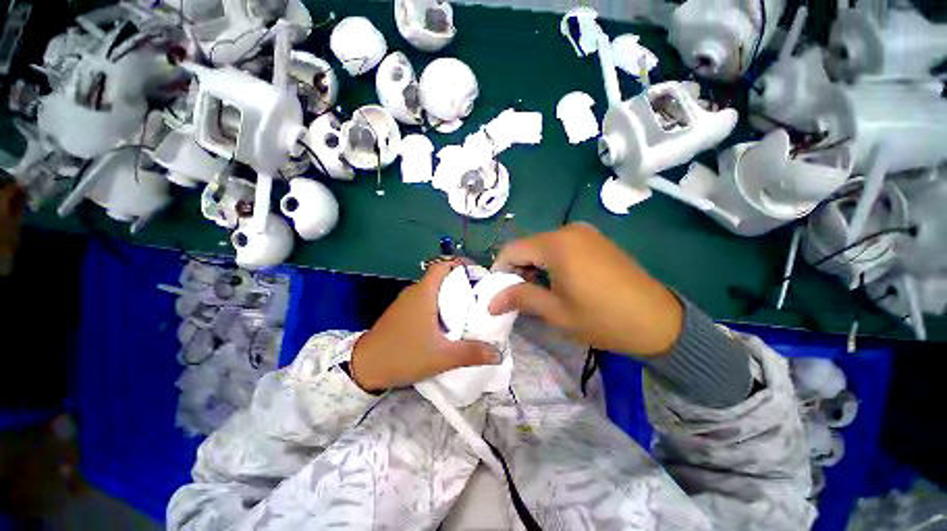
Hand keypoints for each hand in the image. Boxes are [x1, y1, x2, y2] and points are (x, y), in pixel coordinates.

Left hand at [350, 259, 499, 391]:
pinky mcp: (402, 313)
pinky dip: (439, 305)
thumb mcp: (441, 357)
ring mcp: (406, 302)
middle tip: (479, 297)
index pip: (443, 265)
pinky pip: (425, 301)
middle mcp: (415, 292)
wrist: (364, 368)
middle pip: (441, 277)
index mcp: (424, 293)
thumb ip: (471, 353)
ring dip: (450, 295)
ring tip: (468, 310)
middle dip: (461, 283)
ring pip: (433, 290)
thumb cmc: (403, 355)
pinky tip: (447, 323)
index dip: (461, 265)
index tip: (478, 275)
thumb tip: (498, 353)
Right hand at [489, 223, 682, 355]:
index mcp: (556, 245)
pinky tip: (559, 281)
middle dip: (517, 269)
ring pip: (544, 246)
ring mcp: (585, 233)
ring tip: (539, 291)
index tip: (498, 290)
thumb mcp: (555, 311)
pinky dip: (551, 261)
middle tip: (518, 295)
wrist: (659, 321)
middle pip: (528, 245)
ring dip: (534, 266)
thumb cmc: (602, 318)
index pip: (512, 249)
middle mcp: (568, 230)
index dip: (500, 269)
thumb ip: (520, 298)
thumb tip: (490, 301)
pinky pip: (562, 246)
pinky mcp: (596, 240)